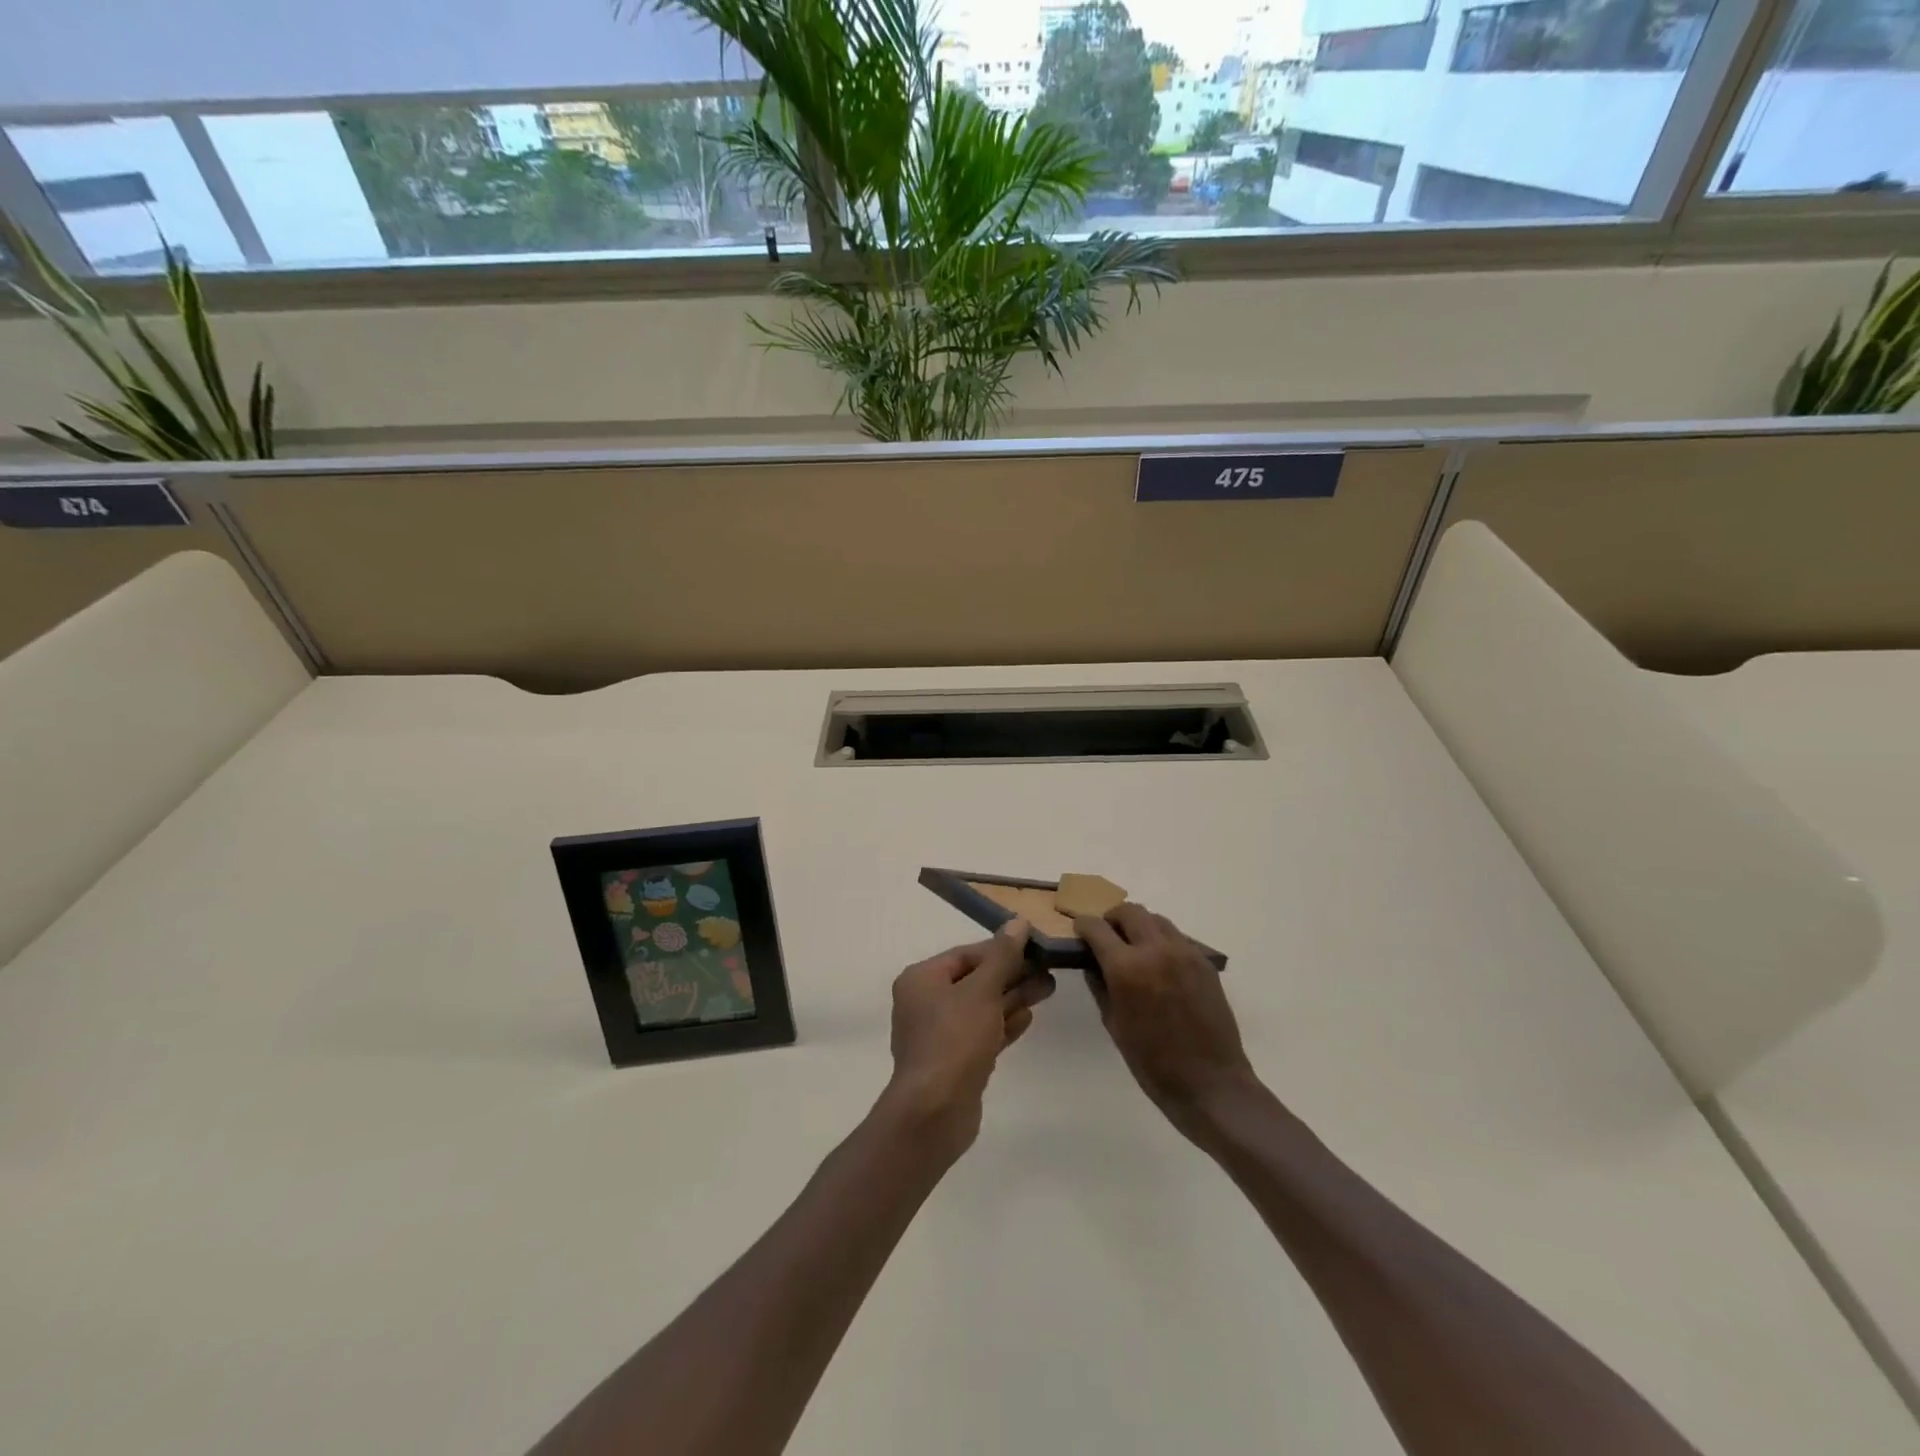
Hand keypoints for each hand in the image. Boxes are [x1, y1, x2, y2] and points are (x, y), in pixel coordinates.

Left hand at [881, 919, 1054, 1158]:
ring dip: (1013, 998)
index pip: (966, 955)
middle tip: (1049, 970)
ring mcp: (939, 1034)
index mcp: (922, 979)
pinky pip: (982, 1033)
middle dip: (1012, 975)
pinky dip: (1003, 1024)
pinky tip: (1029, 1017)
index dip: (1001, 950)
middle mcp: (925, 1002)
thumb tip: (1018, 922)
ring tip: (1049, 989)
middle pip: (975, 980)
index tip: (1034, 948)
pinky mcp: (954, 1062)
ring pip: (982, 1008)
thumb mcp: (983, 990)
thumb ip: (1003, 956)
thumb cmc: (954, 1039)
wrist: (935, 1112)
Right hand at [1076, 904, 1257, 1141]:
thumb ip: (1100, 986)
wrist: (1210, 1083)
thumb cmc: (1153, 1062)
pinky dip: (1162, 940)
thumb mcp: (1114, 1024)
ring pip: (1156, 919)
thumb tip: (1092, 962)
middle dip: (1113, 918)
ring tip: (1134, 947)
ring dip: (1139, 925)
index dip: (1084, 925)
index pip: (1097, 928)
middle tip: (1106, 935)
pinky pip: (1177, 937)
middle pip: (1129, 911)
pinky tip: (1159, 964)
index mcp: (1127, 968)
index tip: (1079, 930)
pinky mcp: (1204, 962)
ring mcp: (1185, 953)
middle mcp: (1156, 950)